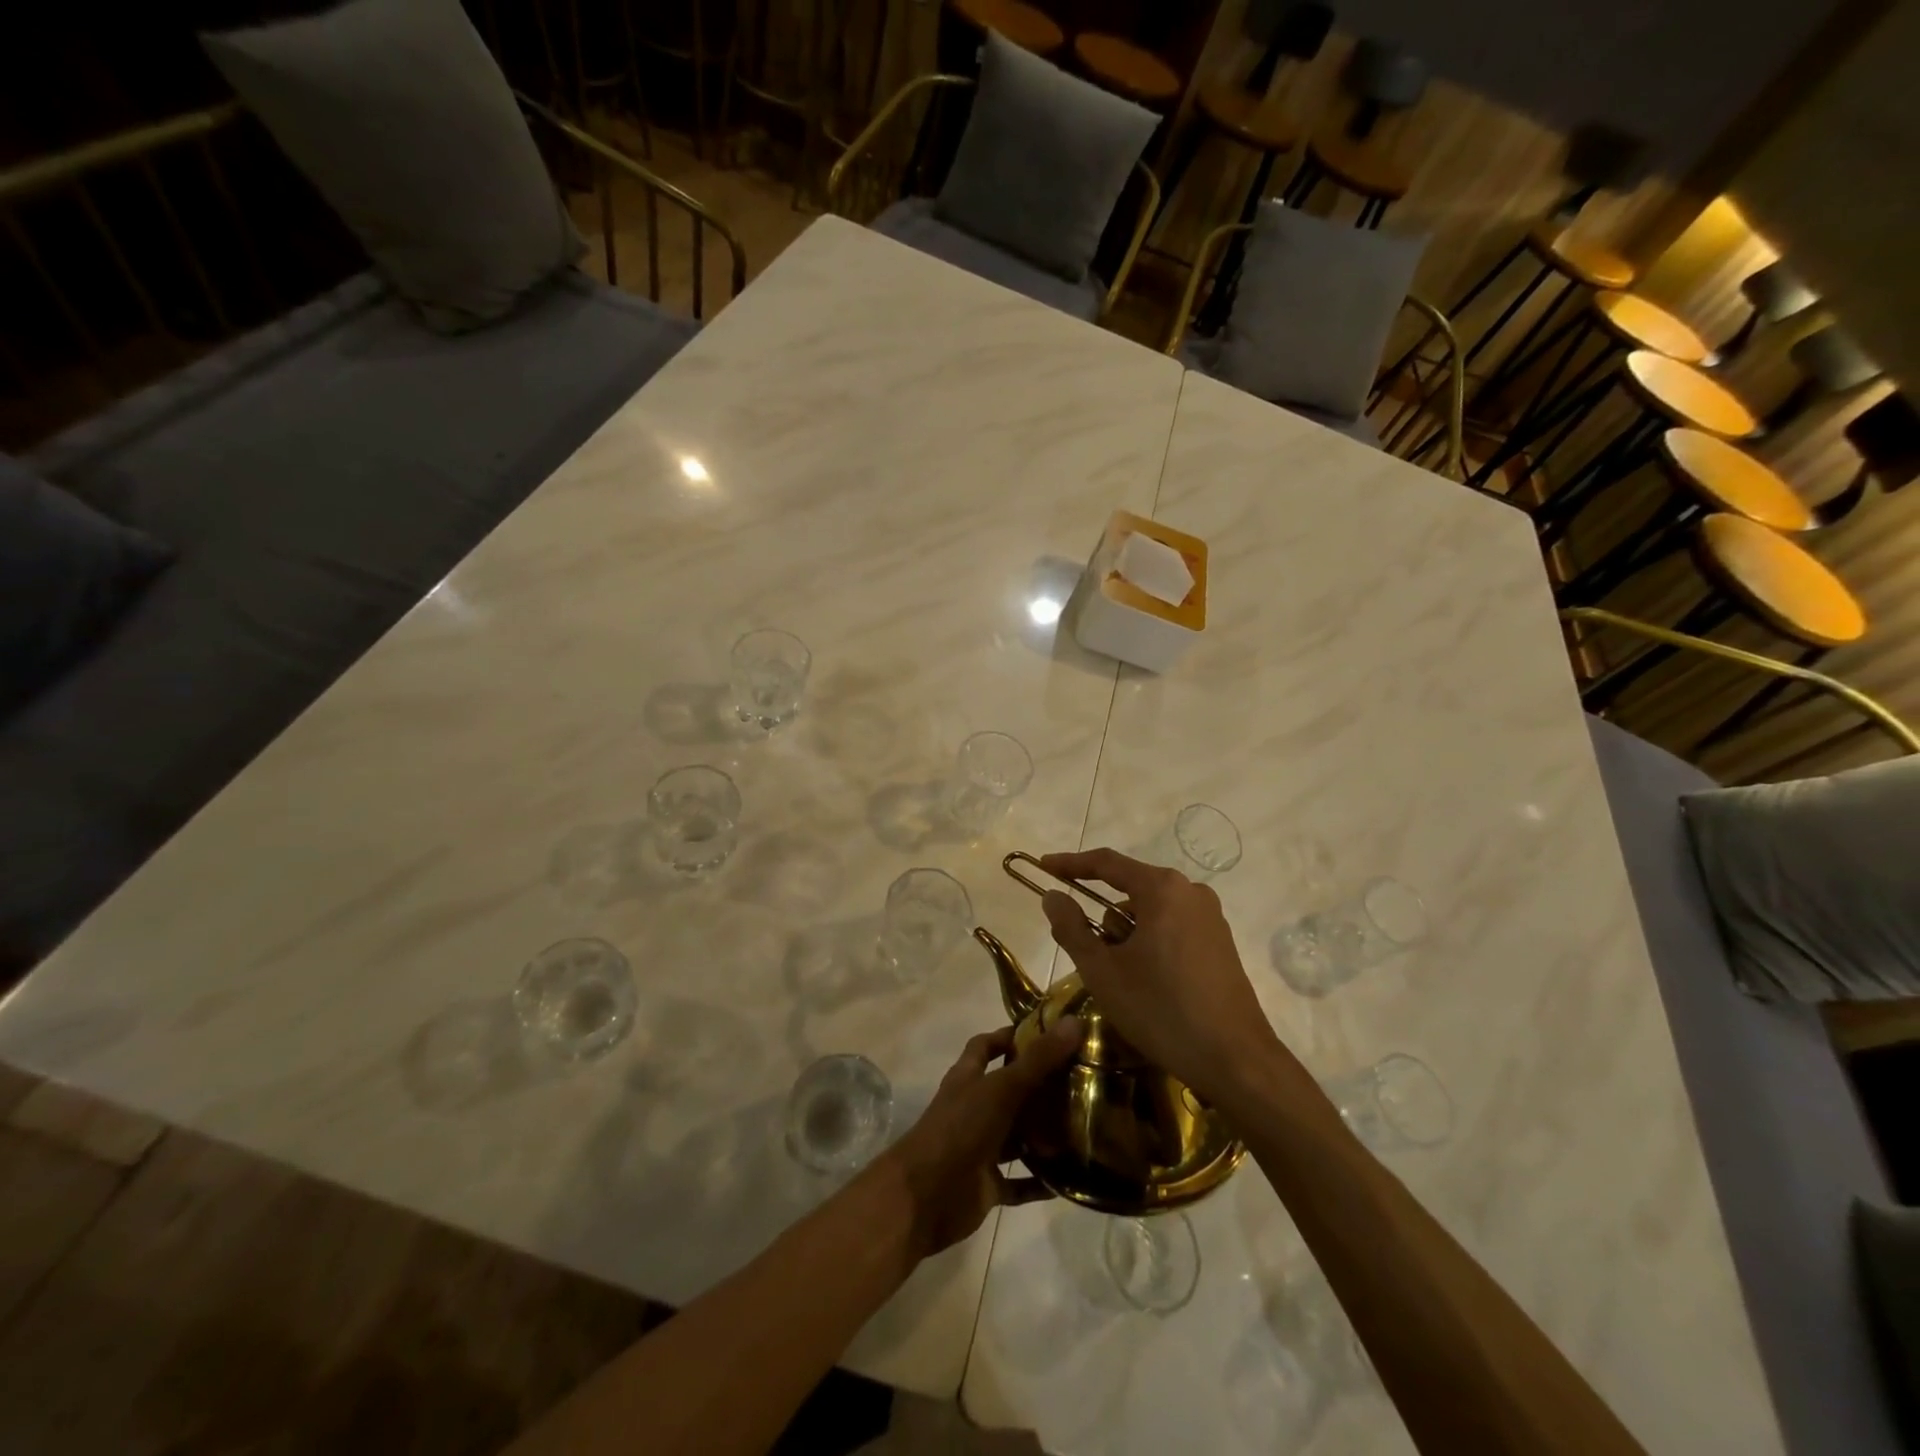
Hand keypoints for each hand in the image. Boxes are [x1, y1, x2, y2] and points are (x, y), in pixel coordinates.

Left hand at [877, 1018, 1082, 1258]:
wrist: (925, 1197)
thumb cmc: (960, 1129)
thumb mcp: (1001, 1088)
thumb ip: (1038, 1060)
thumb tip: (1074, 1022)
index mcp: (968, 1078)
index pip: (986, 1046)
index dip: (1009, 1036)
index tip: (1046, 1033)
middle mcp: (973, 1108)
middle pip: (1008, 1091)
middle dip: (1039, 1087)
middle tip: (1079, 1082)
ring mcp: (979, 1147)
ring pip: (1016, 1137)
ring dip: (1044, 1135)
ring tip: (1085, 1129)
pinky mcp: (986, 1184)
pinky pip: (1019, 1181)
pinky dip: (1040, 1181)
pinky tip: (1069, 1179)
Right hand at [1038, 848, 1291, 1106]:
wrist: (1236, 1061)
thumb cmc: (1161, 1010)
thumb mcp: (1103, 971)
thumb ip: (1071, 928)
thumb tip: (1052, 896)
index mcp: (1162, 889)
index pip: (1106, 864)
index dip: (1070, 864)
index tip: (1044, 866)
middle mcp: (1190, 892)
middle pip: (1129, 890)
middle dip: (1102, 916)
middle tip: (1085, 953)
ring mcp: (1210, 918)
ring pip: (1150, 913)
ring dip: (1127, 936)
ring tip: (1120, 981)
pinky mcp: (1220, 943)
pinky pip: (1171, 929)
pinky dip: (1150, 945)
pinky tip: (1147, 984)